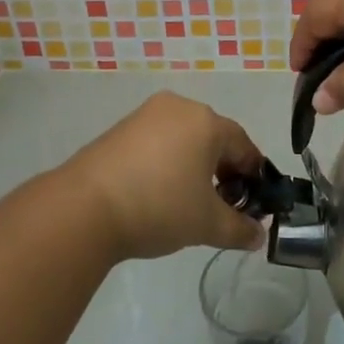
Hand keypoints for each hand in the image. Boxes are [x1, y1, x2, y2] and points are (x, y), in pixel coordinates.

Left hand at [61, 92, 267, 260]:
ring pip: (184, 137)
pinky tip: (159, 191)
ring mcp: (146, 114)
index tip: (254, 202)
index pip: (243, 144)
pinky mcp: (121, 127)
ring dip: (194, 164)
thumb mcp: (207, 224)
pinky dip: (167, 161)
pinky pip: (158, 140)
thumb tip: (258, 235)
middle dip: (223, 169)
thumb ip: (239, 229)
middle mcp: (179, 107)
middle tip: (222, 204)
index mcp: (206, 122)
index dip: (253, 174)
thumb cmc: (159, 207)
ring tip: (188, 200)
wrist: (85, 207)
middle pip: (213, 136)